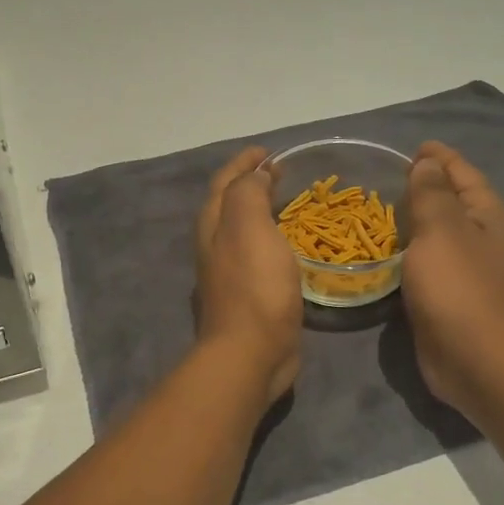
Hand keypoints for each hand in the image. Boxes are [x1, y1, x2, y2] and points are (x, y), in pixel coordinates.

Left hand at [195, 146, 302, 406]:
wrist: (250, 353)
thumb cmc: (254, 285)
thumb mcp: (249, 226)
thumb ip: (249, 194)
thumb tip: (254, 177)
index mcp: (214, 225)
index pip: (225, 182)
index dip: (244, 163)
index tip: (268, 152)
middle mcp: (215, 245)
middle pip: (229, 204)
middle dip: (250, 184)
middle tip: (280, 174)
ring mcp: (229, 273)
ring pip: (242, 230)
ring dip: (260, 211)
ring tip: (287, 204)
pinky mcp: (248, 296)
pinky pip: (258, 255)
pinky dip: (271, 240)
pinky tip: (289, 246)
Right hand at [402, 142, 503, 416]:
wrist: (473, 359)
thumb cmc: (457, 287)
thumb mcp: (441, 229)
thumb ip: (431, 192)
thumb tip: (428, 163)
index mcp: (486, 214)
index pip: (462, 172)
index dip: (439, 156)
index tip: (412, 147)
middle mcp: (481, 236)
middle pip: (452, 200)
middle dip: (424, 185)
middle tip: (386, 178)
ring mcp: (466, 268)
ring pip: (437, 232)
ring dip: (413, 219)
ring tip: (378, 209)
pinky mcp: (449, 295)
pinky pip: (426, 260)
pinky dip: (408, 249)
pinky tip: (384, 251)